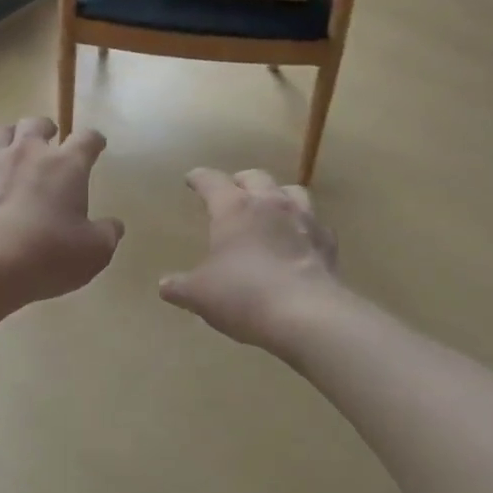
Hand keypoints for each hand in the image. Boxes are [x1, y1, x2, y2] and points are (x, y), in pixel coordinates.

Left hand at [0, 118, 123, 309]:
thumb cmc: (48, 255)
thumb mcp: (94, 252)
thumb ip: (107, 234)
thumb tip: (113, 225)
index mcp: (66, 165)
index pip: (86, 139)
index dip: (94, 140)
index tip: (97, 144)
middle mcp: (27, 153)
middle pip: (36, 124)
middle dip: (45, 128)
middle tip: (49, 139)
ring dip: (7, 137)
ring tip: (10, 147)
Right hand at [160, 169, 340, 348]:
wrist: (308, 315)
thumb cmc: (244, 295)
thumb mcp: (200, 295)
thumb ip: (180, 286)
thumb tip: (165, 286)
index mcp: (233, 208)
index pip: (212, 181)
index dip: (200, 178)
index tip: (192, 179)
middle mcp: (269, 203)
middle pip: (255, 176)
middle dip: (240, 181)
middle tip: (232, 192)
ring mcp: (303, 219)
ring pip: (291, 191)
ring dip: (277, 195)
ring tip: (270, 209)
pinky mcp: (327, 242)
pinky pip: (315, 223)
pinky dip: (304, 226)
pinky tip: (299, 240)